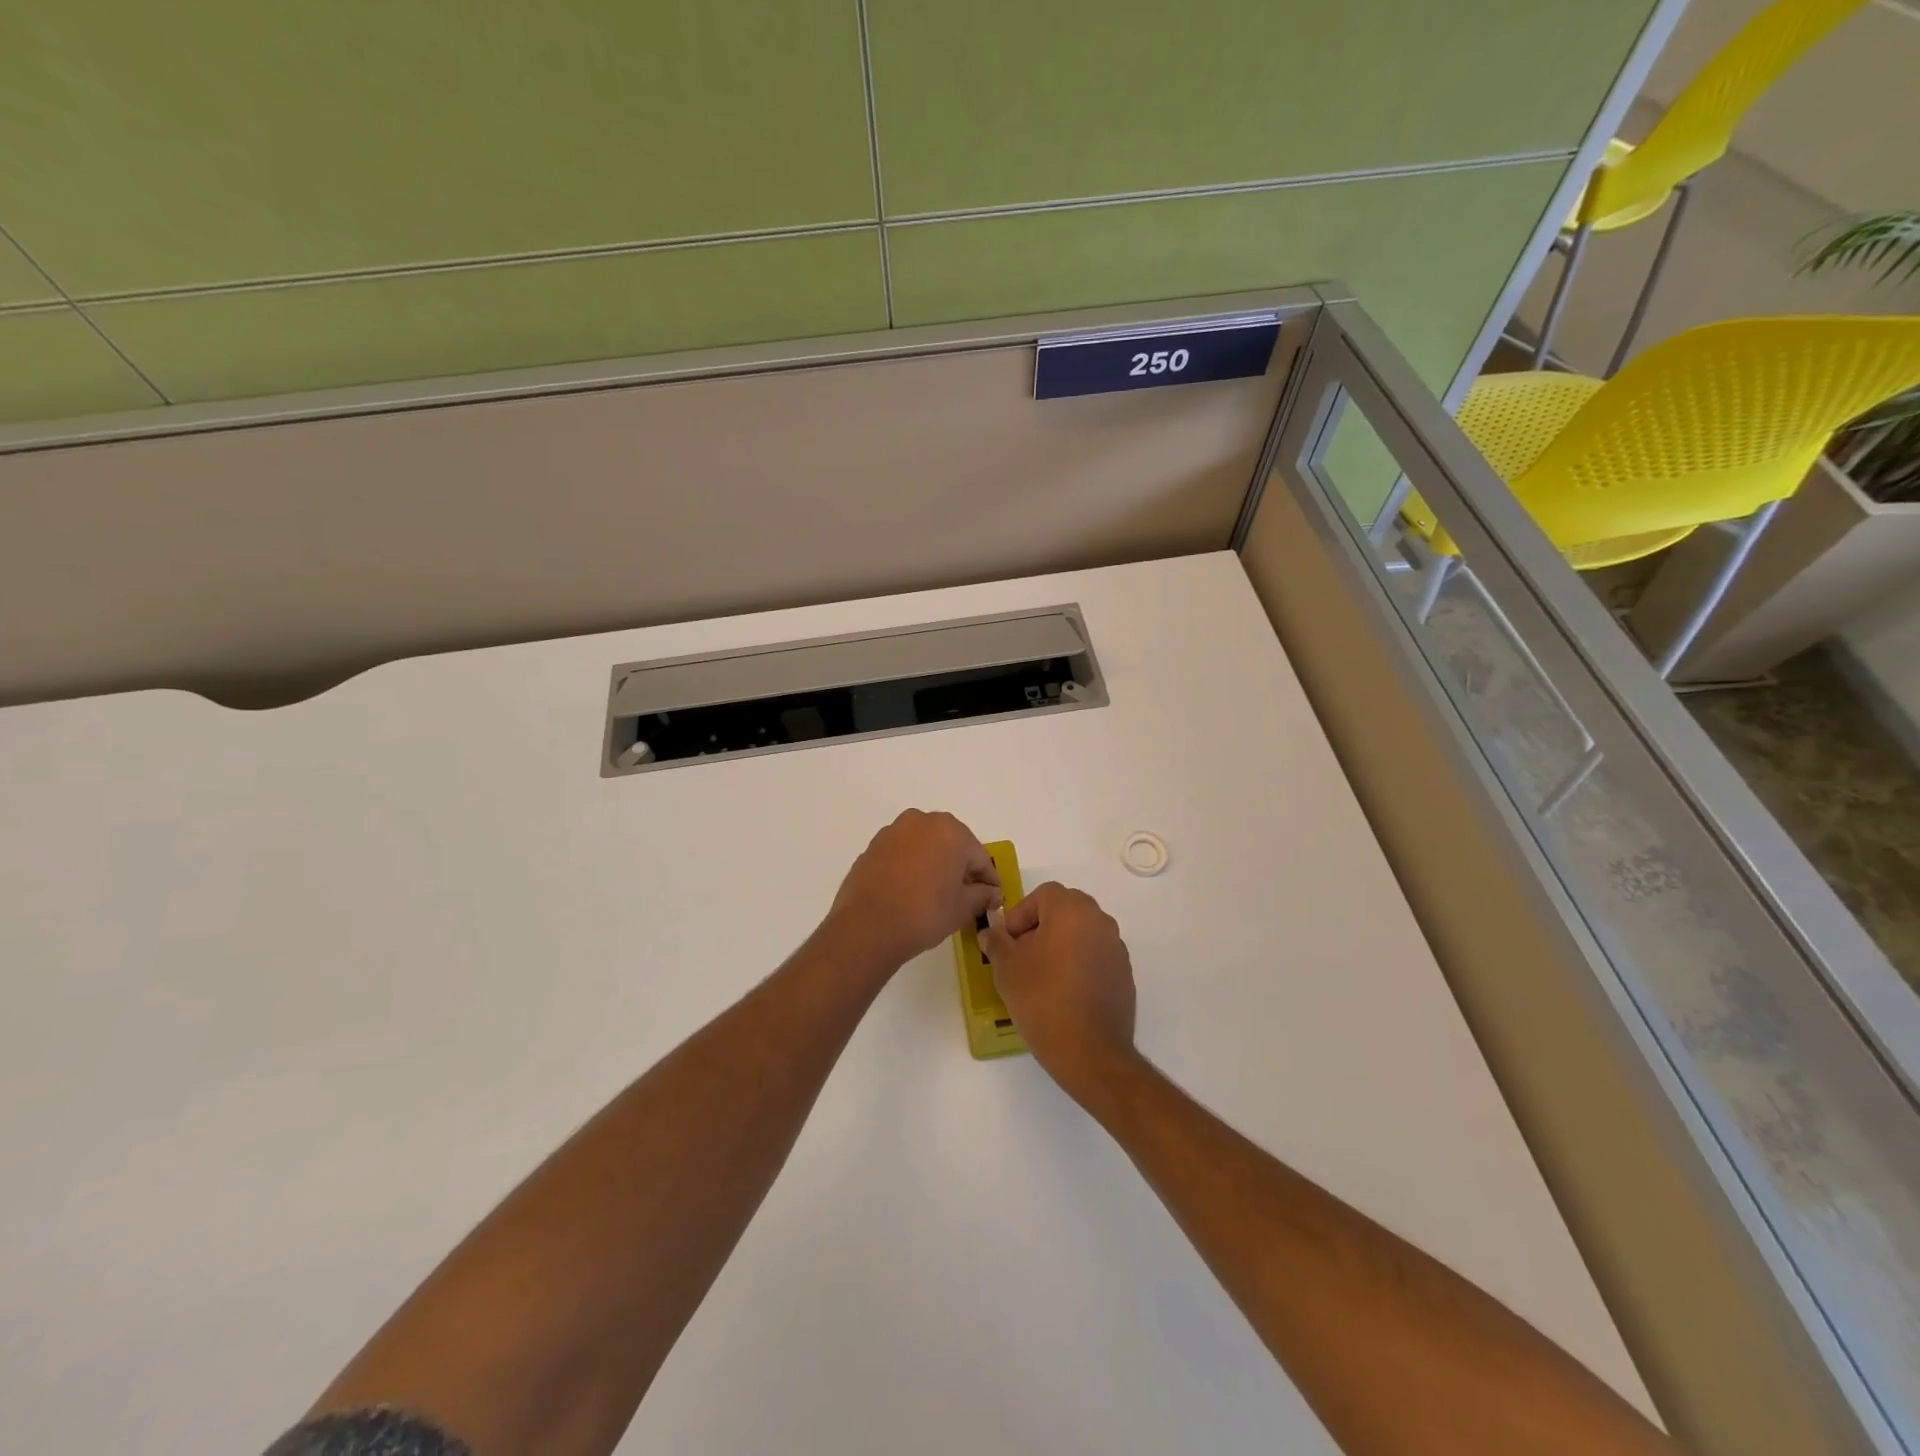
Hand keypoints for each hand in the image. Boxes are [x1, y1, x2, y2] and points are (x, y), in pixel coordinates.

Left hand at [827, 810, 1001, 971]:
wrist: (866, 927)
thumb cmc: (924, 914)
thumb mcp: (962, 908)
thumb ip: (983, 895)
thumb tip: (992, 893)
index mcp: (950, 831)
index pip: (979, 857)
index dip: (989, 880)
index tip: (993, 898)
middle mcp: (922, 821)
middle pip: (952, 844)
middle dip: (961, 867)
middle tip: (967, 895)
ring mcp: (894, 831)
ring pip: (926, 845)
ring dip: (936, 863)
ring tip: (937, 892)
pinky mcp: (874, 845)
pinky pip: (904, 852)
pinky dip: (913, 865)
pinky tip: (912, 889)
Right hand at [980, 883, 1137, 1103]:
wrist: (1091, 1052)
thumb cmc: (1043, 1001)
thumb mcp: (1007, 969)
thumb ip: (996, 943)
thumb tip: (990, 933)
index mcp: (1072, 911)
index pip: (1043, 894)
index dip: (1021, 913)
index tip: (1009, 940)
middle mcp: (1099, 920)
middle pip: (1065, 908)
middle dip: (1041, 925)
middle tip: (1022, 954)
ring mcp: (1116, 947)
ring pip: (1082, 931)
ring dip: (1061, 942)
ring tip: (1042, 974)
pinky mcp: (1124, 972)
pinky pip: (1096, 953)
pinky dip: (1079, 961)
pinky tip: (1065, 991)